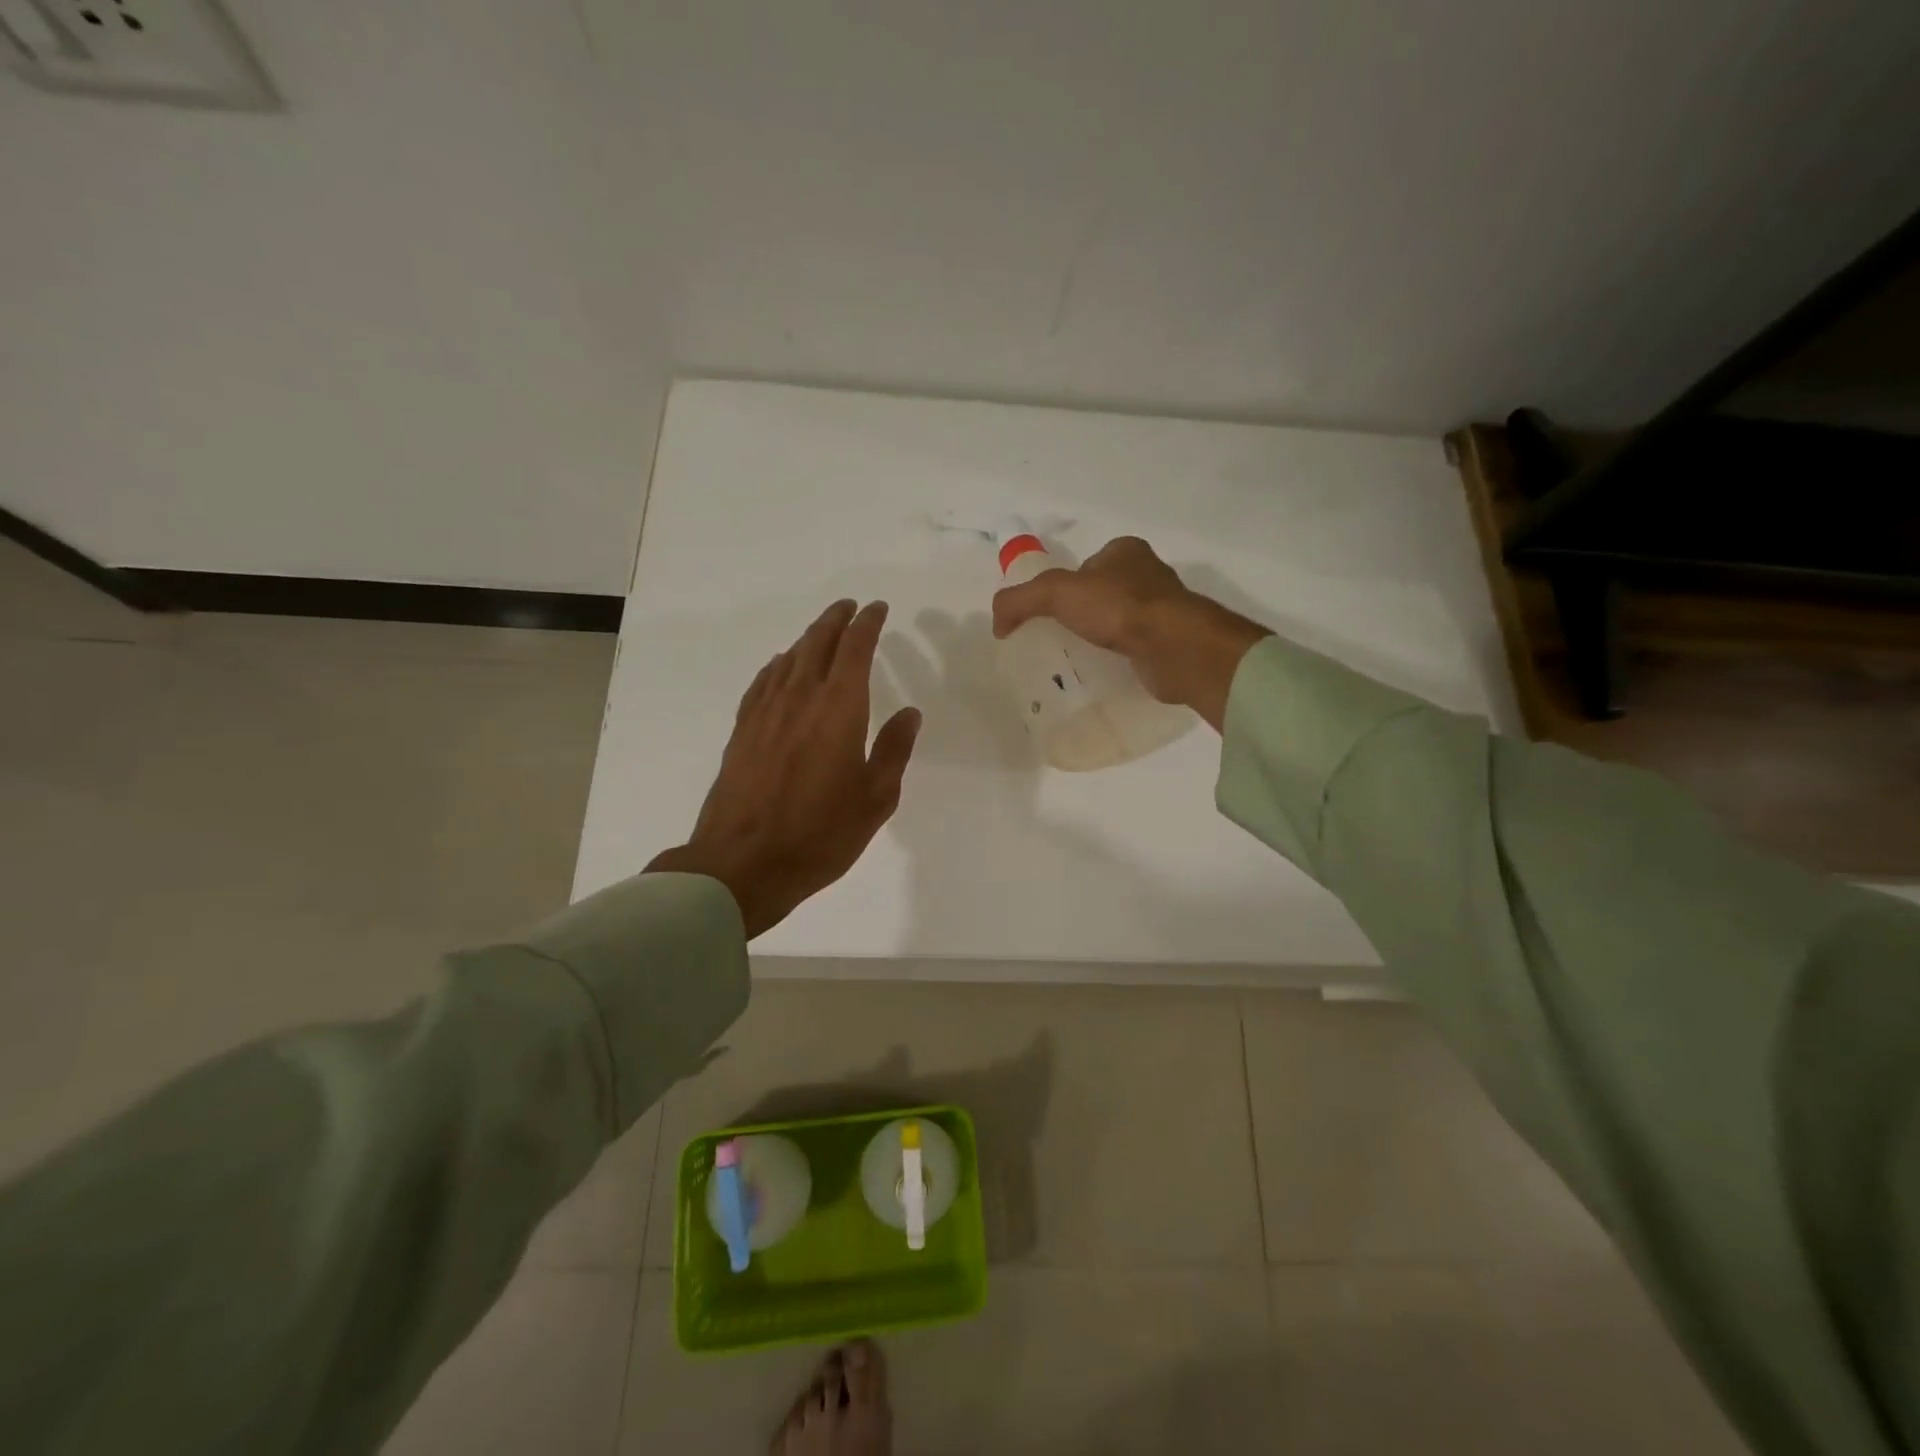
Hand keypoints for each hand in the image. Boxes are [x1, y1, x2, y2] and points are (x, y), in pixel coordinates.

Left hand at [647, 600, 920, 938]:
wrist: (743, 862)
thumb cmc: (820, 834)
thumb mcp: (875, 798)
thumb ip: (894, 750)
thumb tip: (909, 713)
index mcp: (839, 708)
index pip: (855, 649)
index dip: (868, 624)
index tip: (878, 609)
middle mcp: (800, 698)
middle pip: (817, 643)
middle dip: (836, 620)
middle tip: (850, 607)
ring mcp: (766, 713)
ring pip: (788, 659)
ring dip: (808, 638)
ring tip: (821, 632)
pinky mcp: (743, 731)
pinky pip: (763, 682)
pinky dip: (777, 665)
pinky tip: (780, 667)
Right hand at [990, 536, 1270, 730]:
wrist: (1174, 647)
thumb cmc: (1119, 608)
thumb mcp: (1056, 594)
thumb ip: (1020, 600)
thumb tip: (997, 622)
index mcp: (1125, 551)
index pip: (1086, 565)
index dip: (1065, 586)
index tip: (1050, 613)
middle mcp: (1148, 575)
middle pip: (1103, 593)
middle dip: (1084, 613)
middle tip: (1060, 639)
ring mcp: (1163, 609)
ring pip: (1120, 620)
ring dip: (1102, 636)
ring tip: (1079, 658)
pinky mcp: (1170, 641)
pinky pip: (1135, 647)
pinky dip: (1120, 657)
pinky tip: (1105, 670)